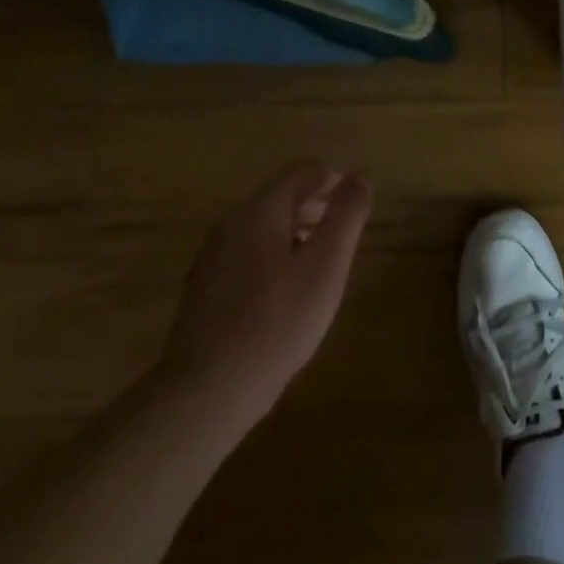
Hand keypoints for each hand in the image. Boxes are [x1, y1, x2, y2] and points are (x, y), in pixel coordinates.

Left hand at [159, 162, 372, 423]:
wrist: (207, 392)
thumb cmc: (278, 320)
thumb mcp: (327, 264)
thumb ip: (347, 215)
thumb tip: (358, 177)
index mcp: (260, 210)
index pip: (303, 170)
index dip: (335, 180)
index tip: (356, 208)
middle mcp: (231, 223)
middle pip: (281, 196)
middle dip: (317, 207)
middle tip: (343, 239)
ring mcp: (213, 257)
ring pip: (263, 227)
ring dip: (296, 234)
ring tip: (320, 268)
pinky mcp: (204, 290)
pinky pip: (247, 255)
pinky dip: (274, 258)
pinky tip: (286, 296)